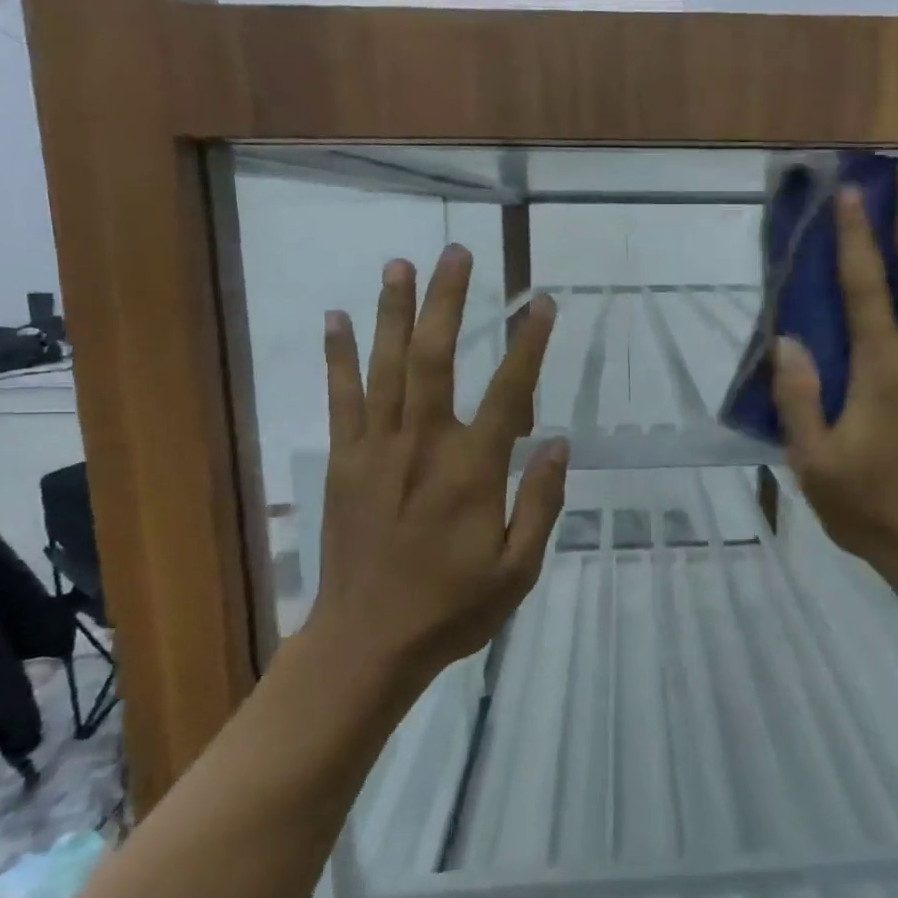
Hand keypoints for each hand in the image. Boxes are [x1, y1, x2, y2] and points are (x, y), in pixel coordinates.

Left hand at [308, 246, 568, 686]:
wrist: (366, 644)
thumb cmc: (452, 608)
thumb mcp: (518, 569)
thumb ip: (541, 503)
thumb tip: (559, 443)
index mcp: (472, 473)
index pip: (509, 393)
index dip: (529, 345)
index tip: (543, 303)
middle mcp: (423, 446)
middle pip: (435, 359)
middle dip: (447, 301)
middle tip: (456, 253)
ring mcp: (376, 450)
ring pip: (386, 367)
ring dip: (394, 311)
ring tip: (401, 263)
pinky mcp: (345, 462)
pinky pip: (340, 398)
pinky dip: (339, 356)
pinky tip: (338, 318)